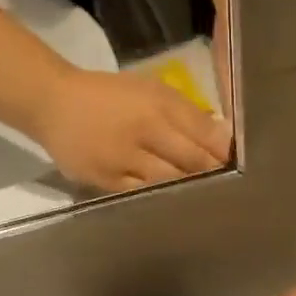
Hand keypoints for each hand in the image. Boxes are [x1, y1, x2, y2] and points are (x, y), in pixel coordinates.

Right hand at [34, 69, 231, 192]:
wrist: (53, 104)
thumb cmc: (109, 95)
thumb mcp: (151, 89)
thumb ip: (187, 112)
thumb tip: (224, 137)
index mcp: (157, 104)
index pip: (203, 132)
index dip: (225, 152)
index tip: (242, 163)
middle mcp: (142, 131)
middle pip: (190, 161)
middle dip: (213, 174)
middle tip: (233, 187)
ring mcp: (122, 159)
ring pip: (168, 182)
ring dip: (191, 191)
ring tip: (208, 200)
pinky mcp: (105, 181)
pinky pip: (141, 196)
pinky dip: (161, 199)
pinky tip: (175, 205)